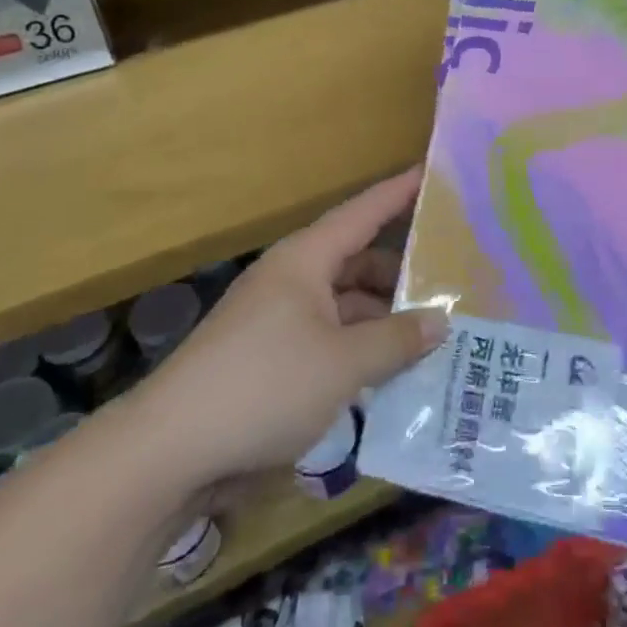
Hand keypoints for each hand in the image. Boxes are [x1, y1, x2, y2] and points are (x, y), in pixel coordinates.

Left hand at [139, 168, 448, 482]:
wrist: (169, 453)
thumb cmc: (264, 386)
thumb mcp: (343, 363)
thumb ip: (396, 339)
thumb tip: (440, 321)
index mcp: (305, 262)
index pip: (363, 213)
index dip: (399, 192)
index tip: (434, 174)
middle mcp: (292, 283)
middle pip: (358, 263)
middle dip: (403, 272)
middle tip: (456, 279)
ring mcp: (279, 324)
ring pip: (346, 308)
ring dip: (385, 320)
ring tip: (436, 334)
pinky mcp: (272, 363)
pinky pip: (331, 342)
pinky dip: (361, 352)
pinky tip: (394, 374)